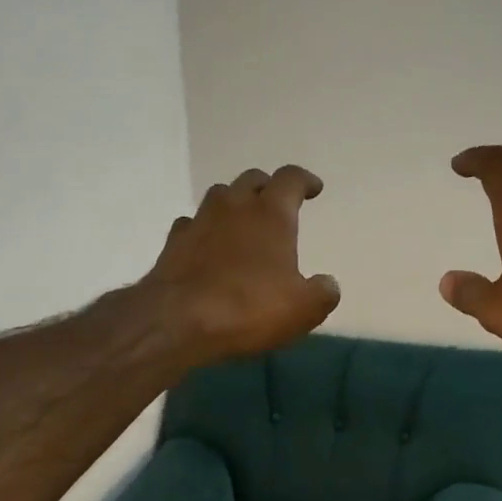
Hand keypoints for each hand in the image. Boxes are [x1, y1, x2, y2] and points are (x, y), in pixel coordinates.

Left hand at [142, 165, 341, 364]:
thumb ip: (322, 292)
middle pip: (252, 180)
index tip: (314, 188)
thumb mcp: (303, 308)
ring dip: (235, 203)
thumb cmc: (249, 308)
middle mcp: (234, 207)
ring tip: (243, 221)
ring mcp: (199, 221)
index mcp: (271, 214)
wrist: (178, 321)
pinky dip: (205, 229)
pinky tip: (208, 245)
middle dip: (268, 188)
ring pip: (220, 196)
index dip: (304, 181)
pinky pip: (193, 224)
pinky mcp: (174, 243)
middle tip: (278, 203)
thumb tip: (327, 284)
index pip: (290, 180)